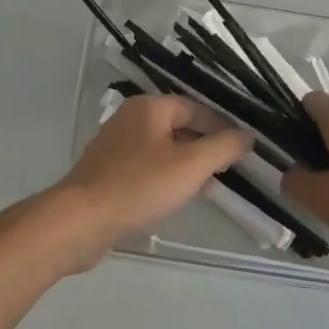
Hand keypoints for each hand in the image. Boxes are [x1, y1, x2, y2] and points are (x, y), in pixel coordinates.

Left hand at [51, 94, 253, 259]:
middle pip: (178, 127)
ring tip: (208, 187)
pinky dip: (164, 178)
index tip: (243, 149)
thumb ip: (223, 147)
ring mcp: (114, 146)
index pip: (196, 108)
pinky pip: (145, 168)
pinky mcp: (106, 173)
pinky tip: (174, 199)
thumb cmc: (139, 186)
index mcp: (149, 107)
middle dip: (205, 146)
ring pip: (162, 149)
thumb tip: (247, 135)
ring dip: (186, 164)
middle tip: (229, 169)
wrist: (81, 221)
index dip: (222, 126)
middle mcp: (129, 119)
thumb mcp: (191, 165)